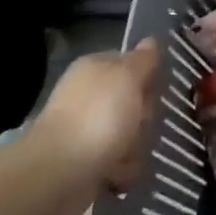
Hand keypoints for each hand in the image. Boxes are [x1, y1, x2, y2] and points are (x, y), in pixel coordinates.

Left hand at [21, 38, 159, 208]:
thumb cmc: (98, 116)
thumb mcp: (128, 76)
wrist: (59, 173)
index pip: (131, 63)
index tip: (156, 90)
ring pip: (130, 132)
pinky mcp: (86, 161)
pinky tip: (119, 174)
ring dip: (135, 145)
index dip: (147, 76)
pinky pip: (118, 161)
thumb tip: (151, 40)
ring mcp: (86, 129)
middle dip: (144, 115)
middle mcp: (89, 95)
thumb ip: (143, 59)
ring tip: (128, 155)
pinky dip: (122, 169)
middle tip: (141, 123)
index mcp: (95, 68)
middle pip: (134, 100)